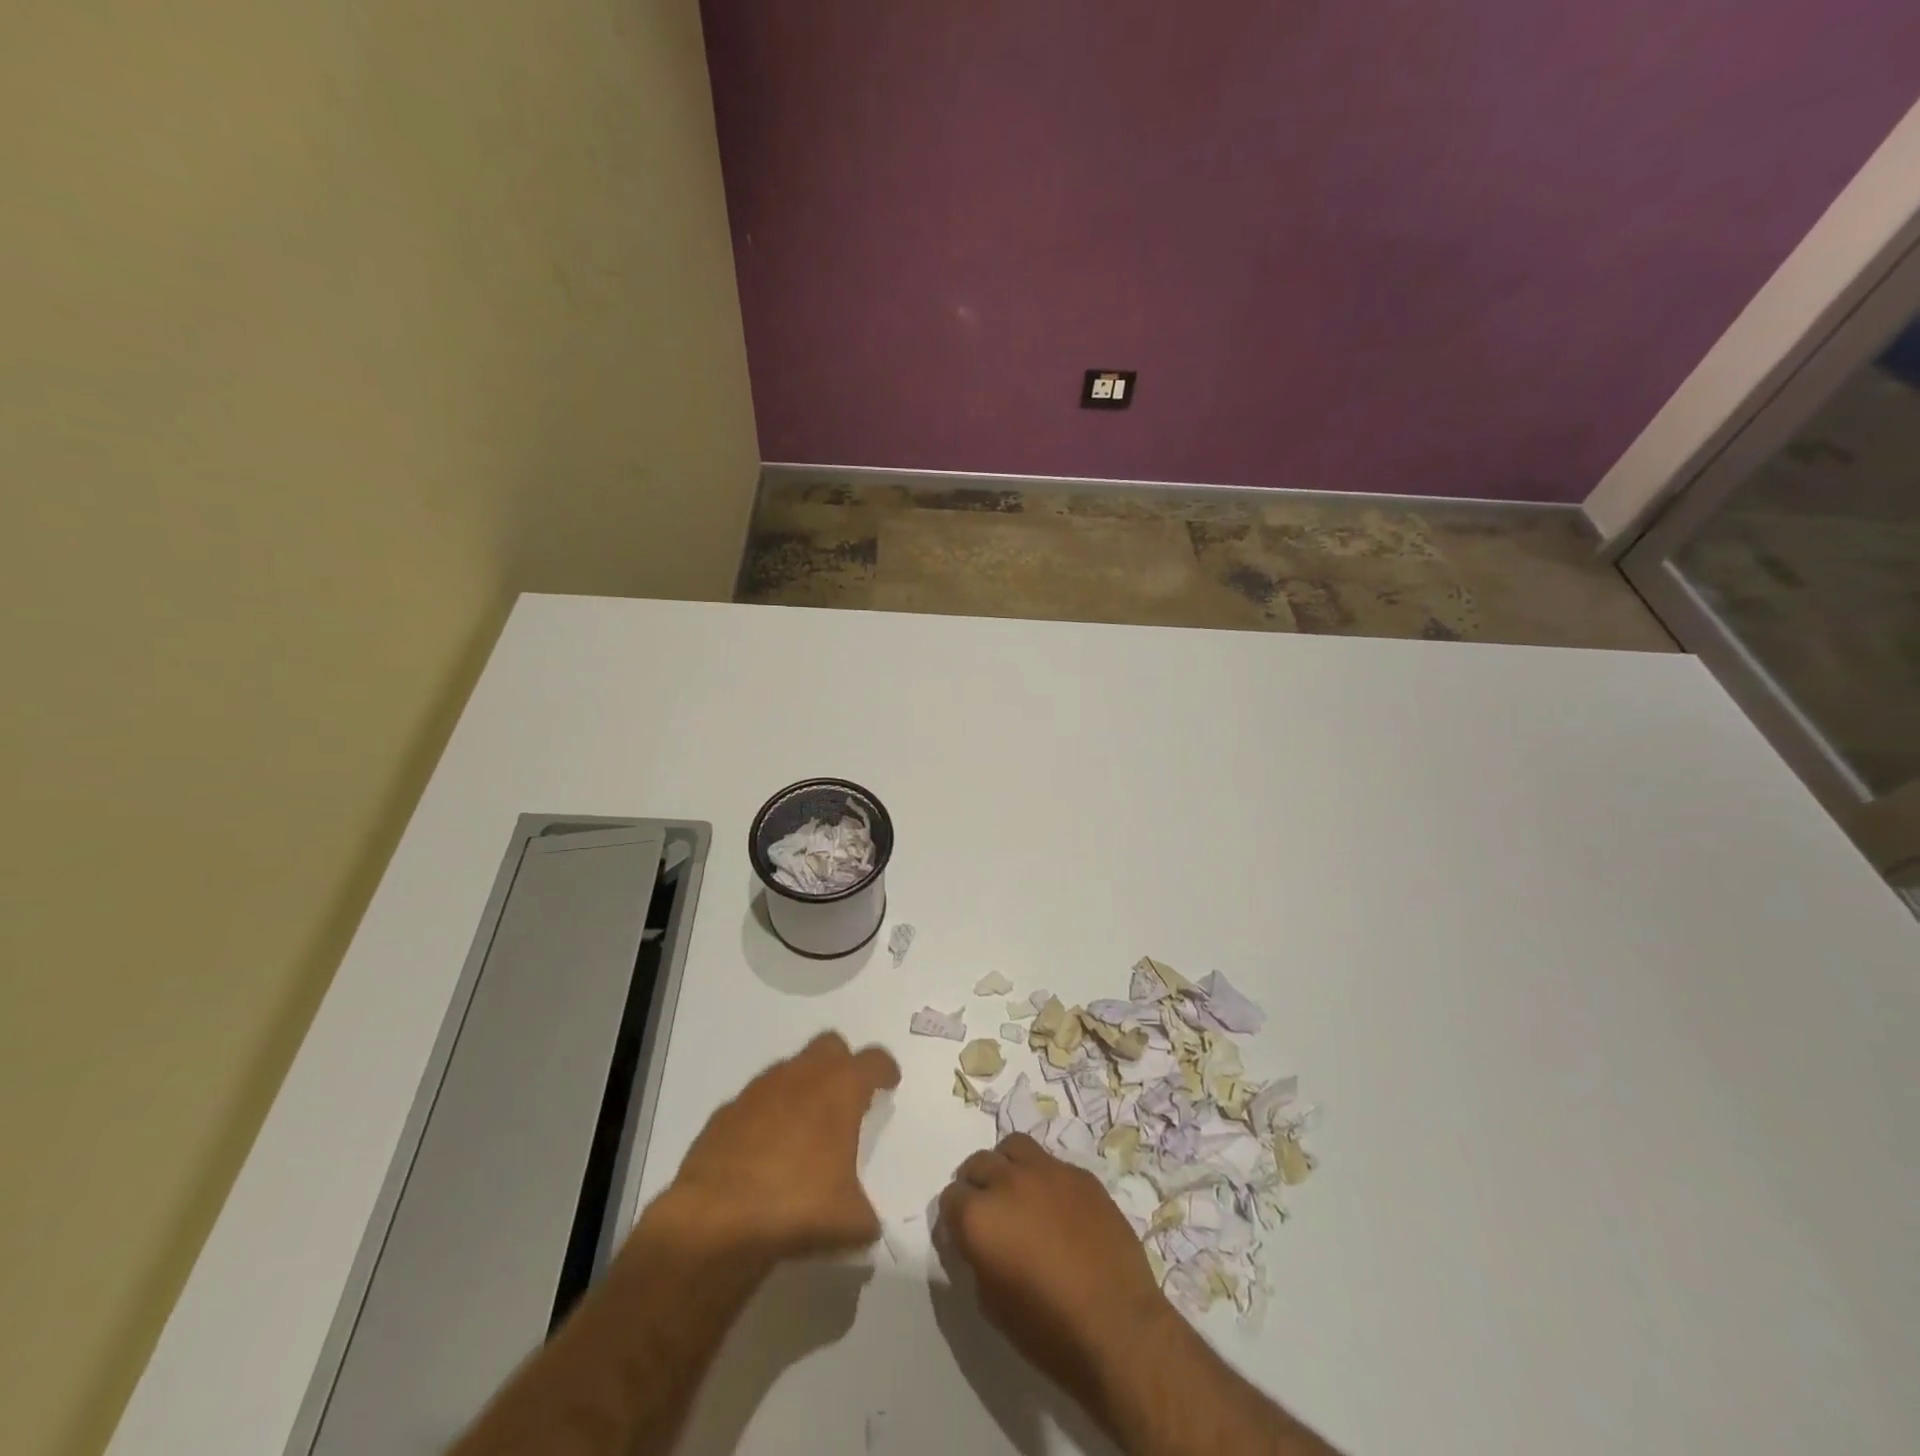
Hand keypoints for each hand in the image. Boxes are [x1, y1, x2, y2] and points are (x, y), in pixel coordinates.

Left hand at [660, 1032, 899, 1260]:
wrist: (716, 1220)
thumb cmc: (798, 1207)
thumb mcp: (850, 1222)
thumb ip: (865, 1214)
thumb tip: (866, 1223)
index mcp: (840, 1089)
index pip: (873, 1061)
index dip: (884, 1069)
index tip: (889, 1081)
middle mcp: (801, 1076)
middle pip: (829, 1046)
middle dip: (841, 1064)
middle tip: (846, 1096)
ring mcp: (759, 1090)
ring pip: (789, 1069)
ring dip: (802, 1088)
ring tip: (805, 1127)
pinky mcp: (726, 1112)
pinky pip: (755, 1102)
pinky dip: (766, 1116)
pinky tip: (765, 1149)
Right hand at [936, 1133, 1173, 1417]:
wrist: (1119, 1327)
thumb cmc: (1048, 1330)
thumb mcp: (992, 1303)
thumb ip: (977, 1257)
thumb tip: (978, 1240)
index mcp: (979, 1216)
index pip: (950, 1198)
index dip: (954, 1219)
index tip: (963, 1236)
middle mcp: (1008, 1181)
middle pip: (978, 1163)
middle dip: (976, 1185)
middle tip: (988, 1212)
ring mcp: (1048, 1171)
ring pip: (1014, 1147)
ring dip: (1007, 1166)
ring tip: (1017, 1193)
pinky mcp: (1081, 1174)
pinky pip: (1052, 1163)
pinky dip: (1044, 1179)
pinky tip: (1056, 1208)